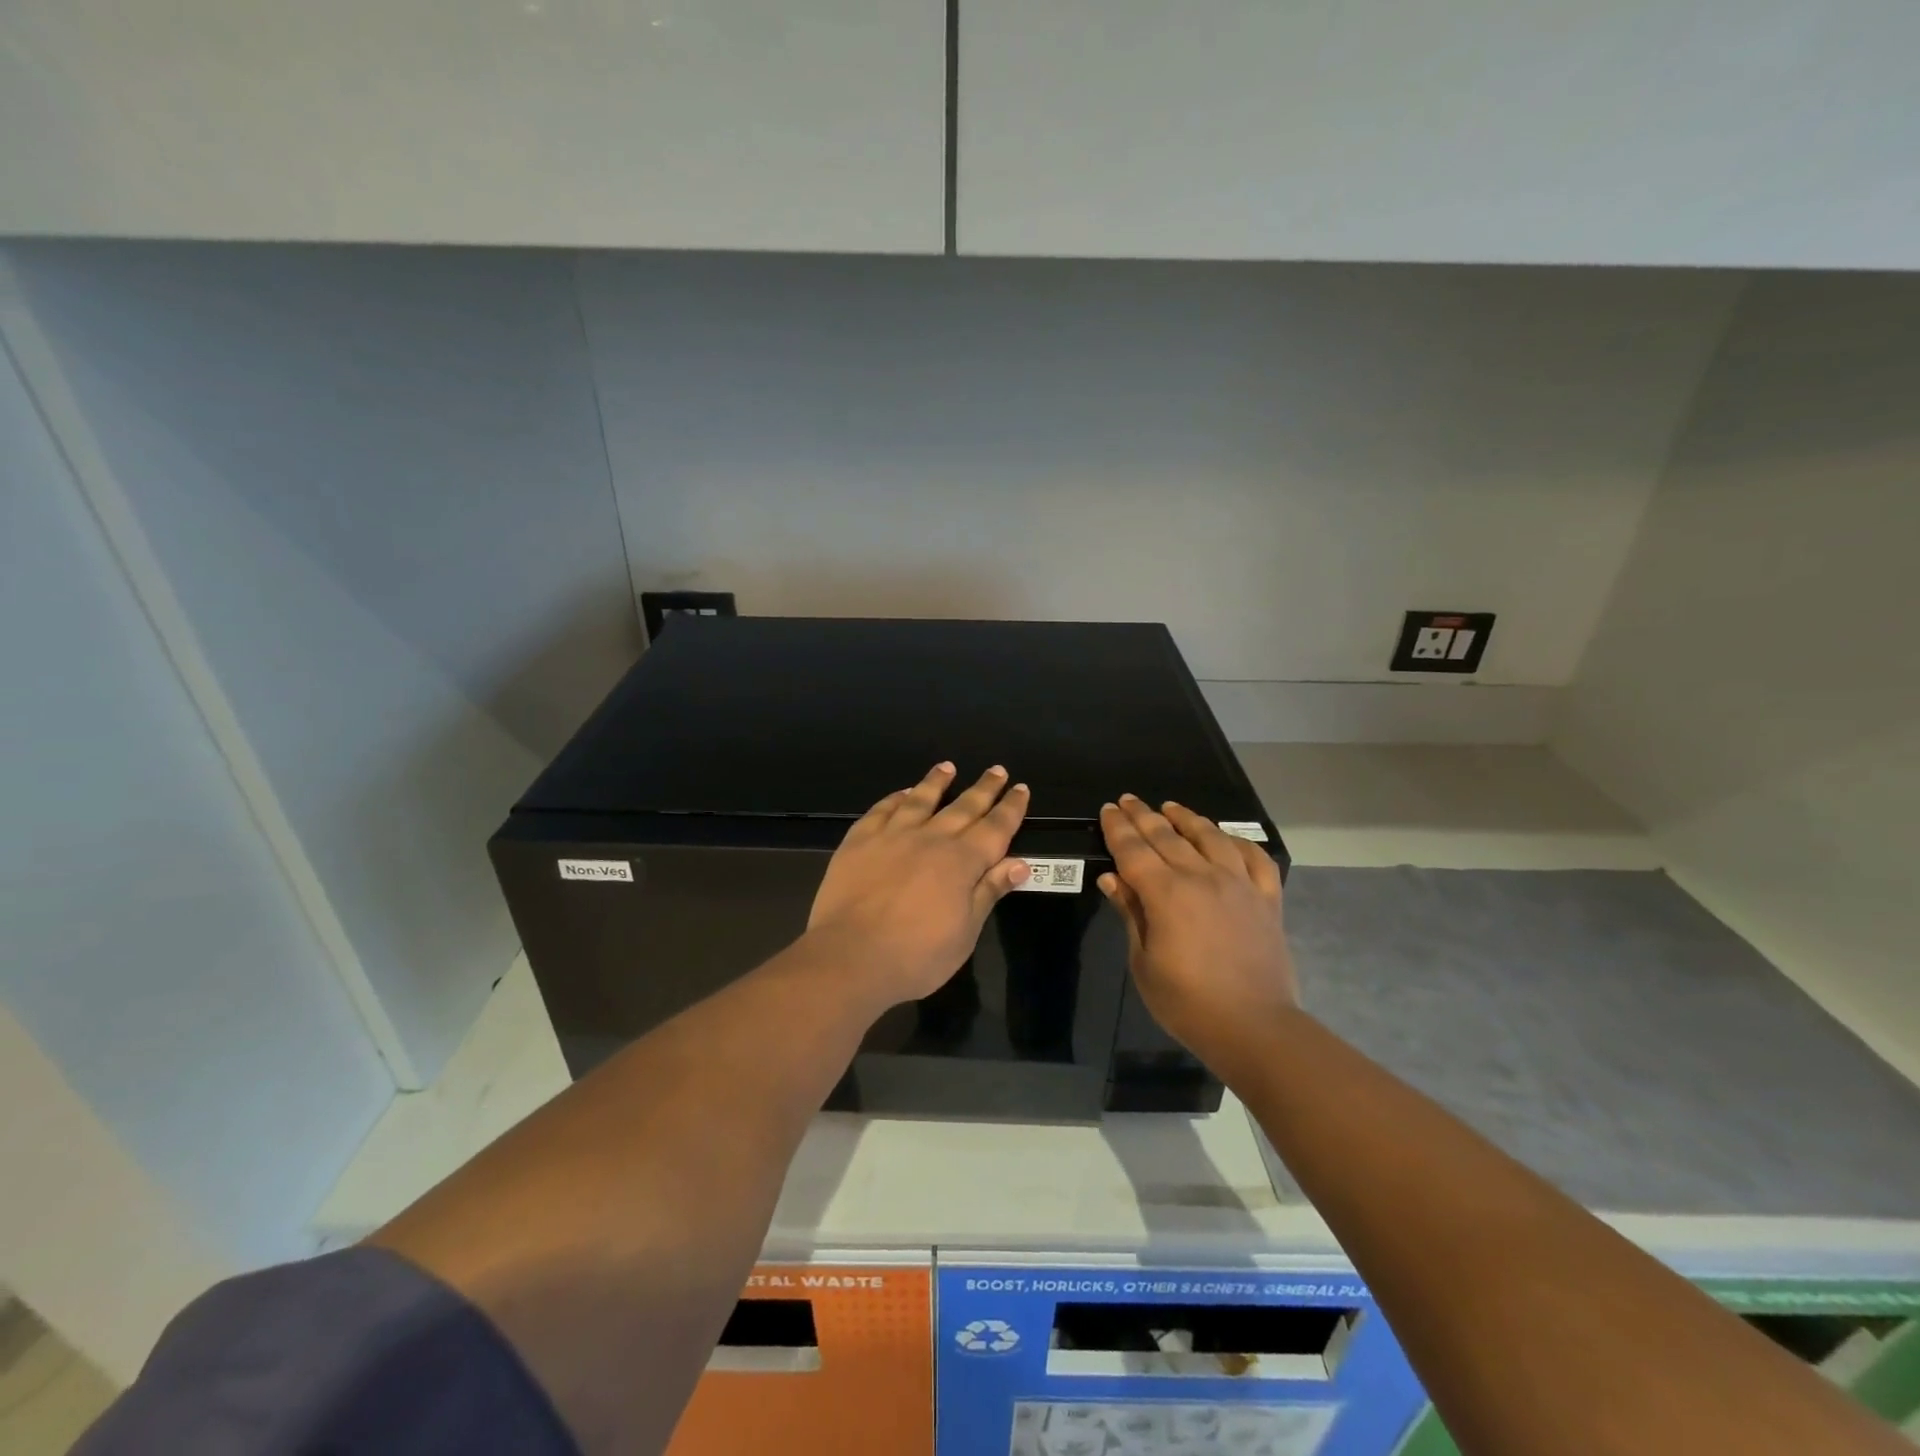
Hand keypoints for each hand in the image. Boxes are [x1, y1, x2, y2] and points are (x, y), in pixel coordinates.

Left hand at [808, 762, 1031, 1008]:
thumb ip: (989, 891)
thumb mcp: (965, 932)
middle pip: (963, 807)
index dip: (1010, 808)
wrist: (850, 957)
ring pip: (920, 799)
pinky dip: (896, 798)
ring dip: (936, 782)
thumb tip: (1020, 863)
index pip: (995, 828)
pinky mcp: (859, 841)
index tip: (1021, 788)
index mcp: (961, 862)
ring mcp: (892, 836)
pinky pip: (882, 810)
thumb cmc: (916, 955)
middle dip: (983, 789)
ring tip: (947, 767)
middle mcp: (930, 839)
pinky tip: (902, 793)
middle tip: (997, 770)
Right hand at [1098, 795, 1298, 1076]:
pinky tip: (1226, 838)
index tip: (1108, 809)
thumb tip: (1111, 879)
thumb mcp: (1144, 963)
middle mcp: (1203, 877)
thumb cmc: (1187, 1003)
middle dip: (1144, 816)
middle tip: (1129, 800)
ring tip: (1171, 807)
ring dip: (1187, 819)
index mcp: (1167, 894)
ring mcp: (1239, 885)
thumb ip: (1131, 914)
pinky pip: (1255, 858)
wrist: (1255, 1028)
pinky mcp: (1267, 899)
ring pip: (1211, 837)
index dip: (1118, 828)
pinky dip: (1239, 842)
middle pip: (1167, 837)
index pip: (1134, 850)